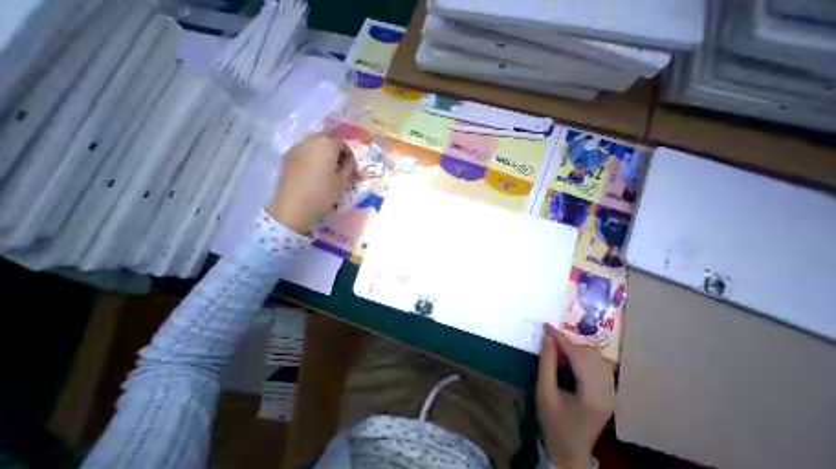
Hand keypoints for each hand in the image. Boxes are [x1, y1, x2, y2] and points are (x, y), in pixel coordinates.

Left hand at [265, 131, 353, 234]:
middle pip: (327, 138)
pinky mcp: (287, 155)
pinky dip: (311, 155)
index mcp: (327, 144)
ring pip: (314, 142)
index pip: (342, 142)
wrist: (294, 205)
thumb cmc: (323, 193)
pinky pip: (303, 149)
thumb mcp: (342, 182)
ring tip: (325, 166)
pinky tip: (312, 169)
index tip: (350, 164)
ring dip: (322, 150)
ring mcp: (297, 146)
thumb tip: (349, 161)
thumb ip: (348, 167)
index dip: (348, 153)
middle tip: (339, 163)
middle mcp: (311, 140)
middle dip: (335, 148)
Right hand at [536, 325, 610, 466]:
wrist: (570, 450)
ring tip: (559, 355)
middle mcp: (608, 392)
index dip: (561, 338)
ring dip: (576, 349)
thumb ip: (546, 363)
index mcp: (591, 395)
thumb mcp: (544, 392)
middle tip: (550, 345)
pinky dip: (583, 357)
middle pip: (591, 354)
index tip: (546, 326)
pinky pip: (599, 364)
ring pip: (597, 357)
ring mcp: (612, 393)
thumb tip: (547, 337)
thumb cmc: (553, 422)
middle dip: (568, 344)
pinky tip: (570, 363)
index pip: (578, 357)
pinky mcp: (610, 393)